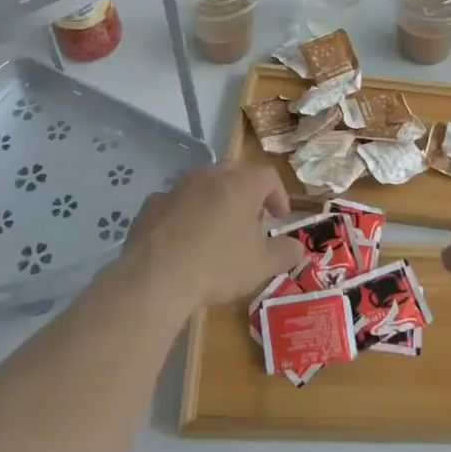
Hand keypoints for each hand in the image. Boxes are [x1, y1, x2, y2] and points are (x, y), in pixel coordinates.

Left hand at [121, 164, 299, 311]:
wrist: (155, 277)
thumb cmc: (217, 266)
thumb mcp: (261, 265)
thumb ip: (285, 253)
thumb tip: (298, 248)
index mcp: (240, 184)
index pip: (269, 176)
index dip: (278, 195)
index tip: (279, 217)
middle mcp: (209, 176)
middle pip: (235, 174)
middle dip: (246, 195)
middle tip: (250, 222)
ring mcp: (176, 187)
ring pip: (203, 186)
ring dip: (214, 202)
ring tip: (216, 232)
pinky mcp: (151, 203)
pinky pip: (176, 203)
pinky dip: (185, 215)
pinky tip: (183, 241)